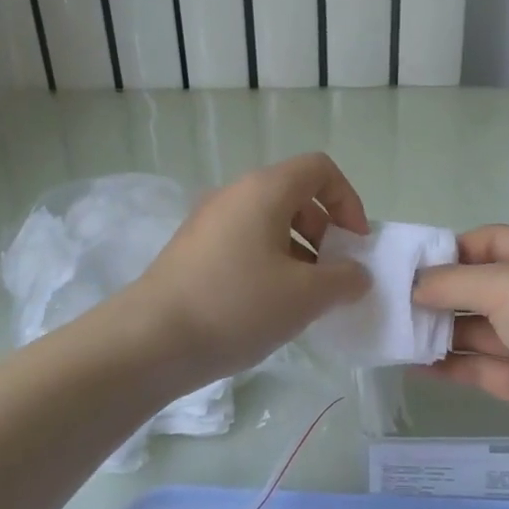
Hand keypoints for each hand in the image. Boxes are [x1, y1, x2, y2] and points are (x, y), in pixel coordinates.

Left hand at [127, 153, 371, 384]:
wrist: (152, 339)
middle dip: (324, 231)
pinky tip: (267, 306)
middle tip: (331, 275)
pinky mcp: (192, 249)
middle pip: (294, 195)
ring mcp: (208, 221)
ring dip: (297, 251)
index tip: (355, 245)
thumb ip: (344, 279)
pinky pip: (243, 242)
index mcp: (264, 190)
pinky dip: (267, 263)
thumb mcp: (305, 296)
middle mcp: (234, 194)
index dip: (348, 201)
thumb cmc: (238, 305)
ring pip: (267, 222)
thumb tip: (357, 274)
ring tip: (303, 298)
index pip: (319, 169)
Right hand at [412, 226, 508, 486]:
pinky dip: (448, 366)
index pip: (488, 241)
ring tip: (391, 334)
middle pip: (478, 286)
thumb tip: (416, 286)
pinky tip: (412, 367)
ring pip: (476, 329)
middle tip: (387, 302)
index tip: (405, 266)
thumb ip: (457, 282)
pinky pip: (480, 368)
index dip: (448, 250)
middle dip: (436, 292)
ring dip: (437, 331)